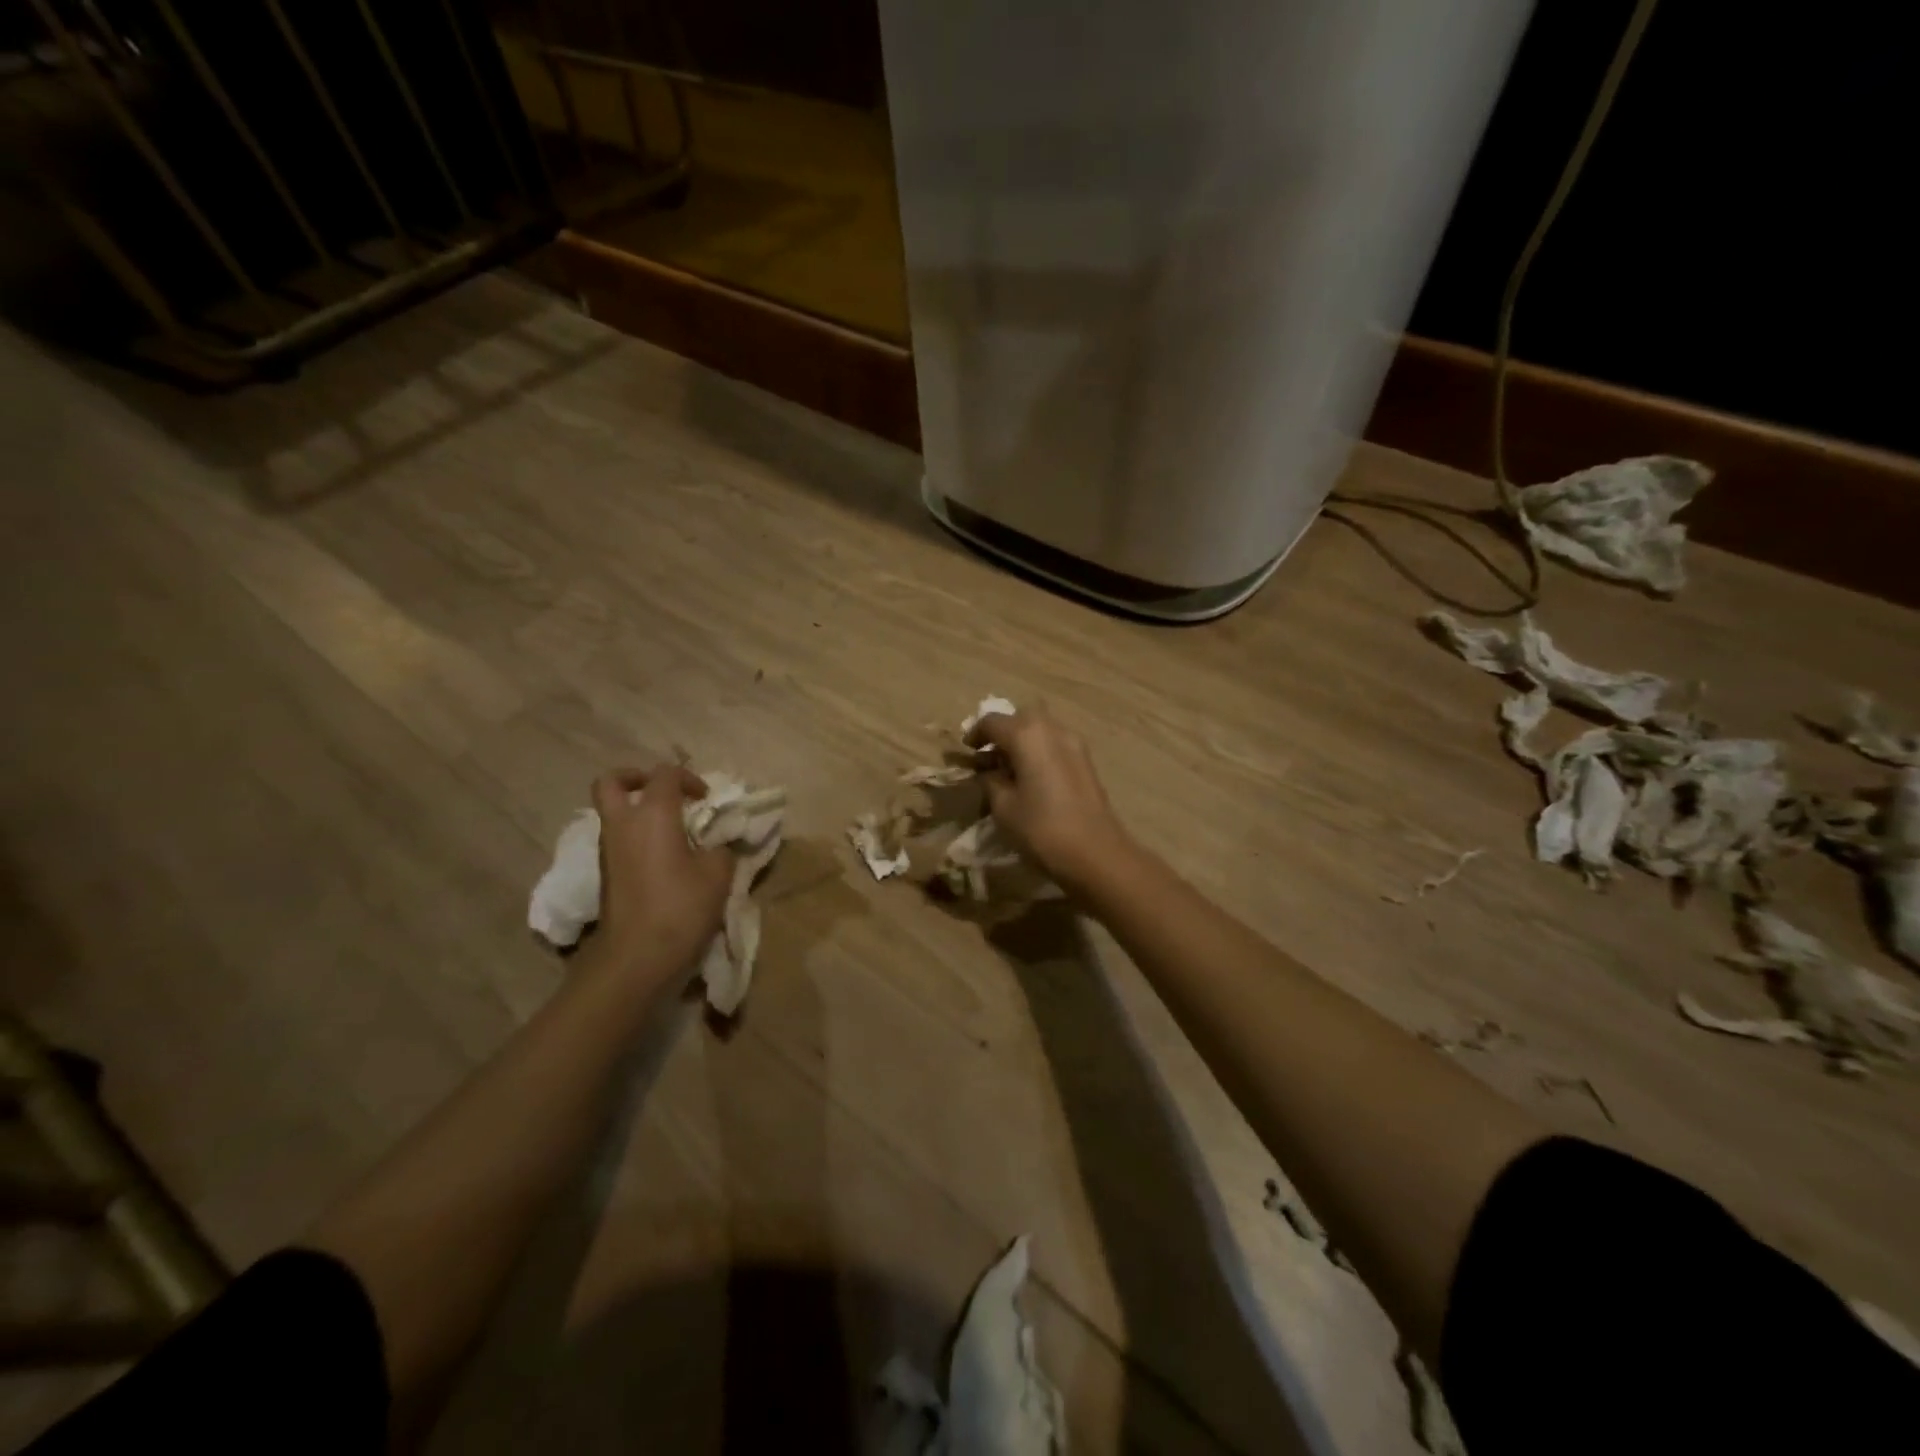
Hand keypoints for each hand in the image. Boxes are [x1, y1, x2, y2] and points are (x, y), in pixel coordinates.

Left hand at [590, 765, 732, 974]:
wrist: (636, 957)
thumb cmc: (680, 908)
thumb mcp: (718, 874)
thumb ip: (720, 849)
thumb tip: (716, 845)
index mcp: (653, 815)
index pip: (665, 774)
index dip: (689, 778)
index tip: (707, 800)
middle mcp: (623, 824)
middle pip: (612, 782)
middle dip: (636, 778)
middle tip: (663, 793)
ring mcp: (608, 850)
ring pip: (613, 812)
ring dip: (637, 811)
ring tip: (670, 830)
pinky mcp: (606, 874)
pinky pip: (617, 839)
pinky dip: (636, 837)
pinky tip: (663, 858)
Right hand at [966, 709, 1134, 895]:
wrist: (1096, 854)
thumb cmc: (1042, 829)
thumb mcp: (1003, 807)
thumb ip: (991, 781)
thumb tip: (989, 772)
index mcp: (1027, 735)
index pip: (993, 721)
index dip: (975, 733)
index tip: (966, 751)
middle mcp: (1052, 729)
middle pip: (1020, 718)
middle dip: (1001, 733)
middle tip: (987, 757)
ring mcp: (1074, 744)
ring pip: (1040, 730)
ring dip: (1021, 742)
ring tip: (1008, 769)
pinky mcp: (1086, 762)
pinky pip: (1055, 745)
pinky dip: (1038, 751)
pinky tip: (1031, 778)